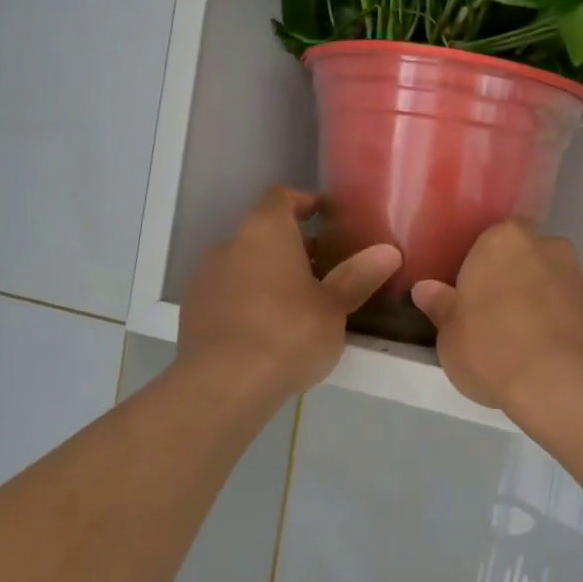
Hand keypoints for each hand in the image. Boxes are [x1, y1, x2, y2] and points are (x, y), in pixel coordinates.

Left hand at [179, 187, 399, 403]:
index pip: (280, 197)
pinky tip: (267, 331)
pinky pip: (227, 293)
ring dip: (269, 275)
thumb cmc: (288, 333)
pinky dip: (248, 300)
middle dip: (292, 247)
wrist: (223, 384)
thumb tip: (389, 251)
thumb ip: (358, 276)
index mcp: (265, 230)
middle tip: (323, 271)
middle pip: (263, 233)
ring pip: (244, 264)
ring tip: (298, 305)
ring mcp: (205, 277)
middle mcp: (229, 244)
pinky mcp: (193, 311)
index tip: (323, 216)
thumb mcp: (334, 306)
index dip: (302, 202)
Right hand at [412, 220, 582, 420]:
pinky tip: (547, 354)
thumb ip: (440, 306)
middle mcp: (546, 245)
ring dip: (538, 301)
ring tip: (522, 341)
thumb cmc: (494, 349)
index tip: (468, 295)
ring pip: (549, 282)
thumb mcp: (450, 335)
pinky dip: (559, 322)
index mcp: (502, 240)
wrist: (568, 385)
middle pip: (522, 258)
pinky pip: (570, 308)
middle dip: (511, 280)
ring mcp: (578, 275)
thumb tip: (426, 288)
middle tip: (492, 317)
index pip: (487, 240)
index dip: (477, 267)